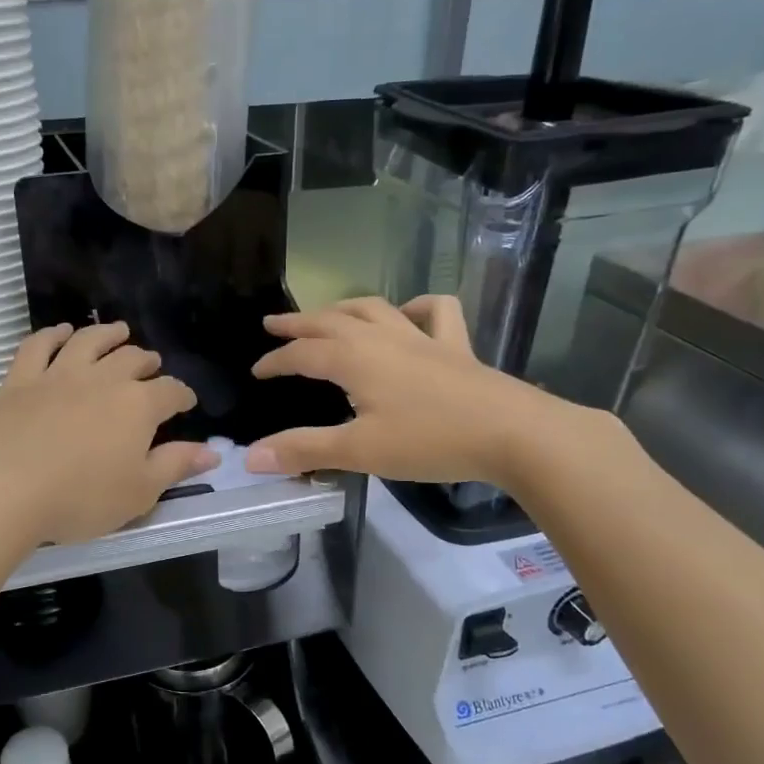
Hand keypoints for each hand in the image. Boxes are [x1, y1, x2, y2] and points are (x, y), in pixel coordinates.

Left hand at [0, 322, 218, 545]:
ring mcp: (58, 374)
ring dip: (107, 334)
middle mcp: (102, 379)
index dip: (182, 395)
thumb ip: (175, 465)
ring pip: (89, 342)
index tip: (186, 402)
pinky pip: (39, 345)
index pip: (170, 392)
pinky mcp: (19, 379)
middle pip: (131, 359)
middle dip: (146, 362)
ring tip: (118, 331)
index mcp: (137, 406)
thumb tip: (212, 452)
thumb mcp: (139, 492)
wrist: (1, 488)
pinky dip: (52, 334)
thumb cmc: (79, 497)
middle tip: (151, 365)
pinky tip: (61, 332)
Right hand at [245, 296, 601, 487]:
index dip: (276, 362)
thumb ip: (304, 450)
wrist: (512, 433)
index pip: (302, 355)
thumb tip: (251, 456)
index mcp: (354, 359)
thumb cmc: (429, 441)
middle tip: (273, 324)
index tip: (256, 371)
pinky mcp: (456, 348)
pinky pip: (436, 313)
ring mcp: (422, 338)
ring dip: (344, 308)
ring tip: (327, 314)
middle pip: (331, 321)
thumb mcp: (359, 450)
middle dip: (298, 323)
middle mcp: (382, 339)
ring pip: (374, 309)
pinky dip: (417, 307)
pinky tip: (409, 314)